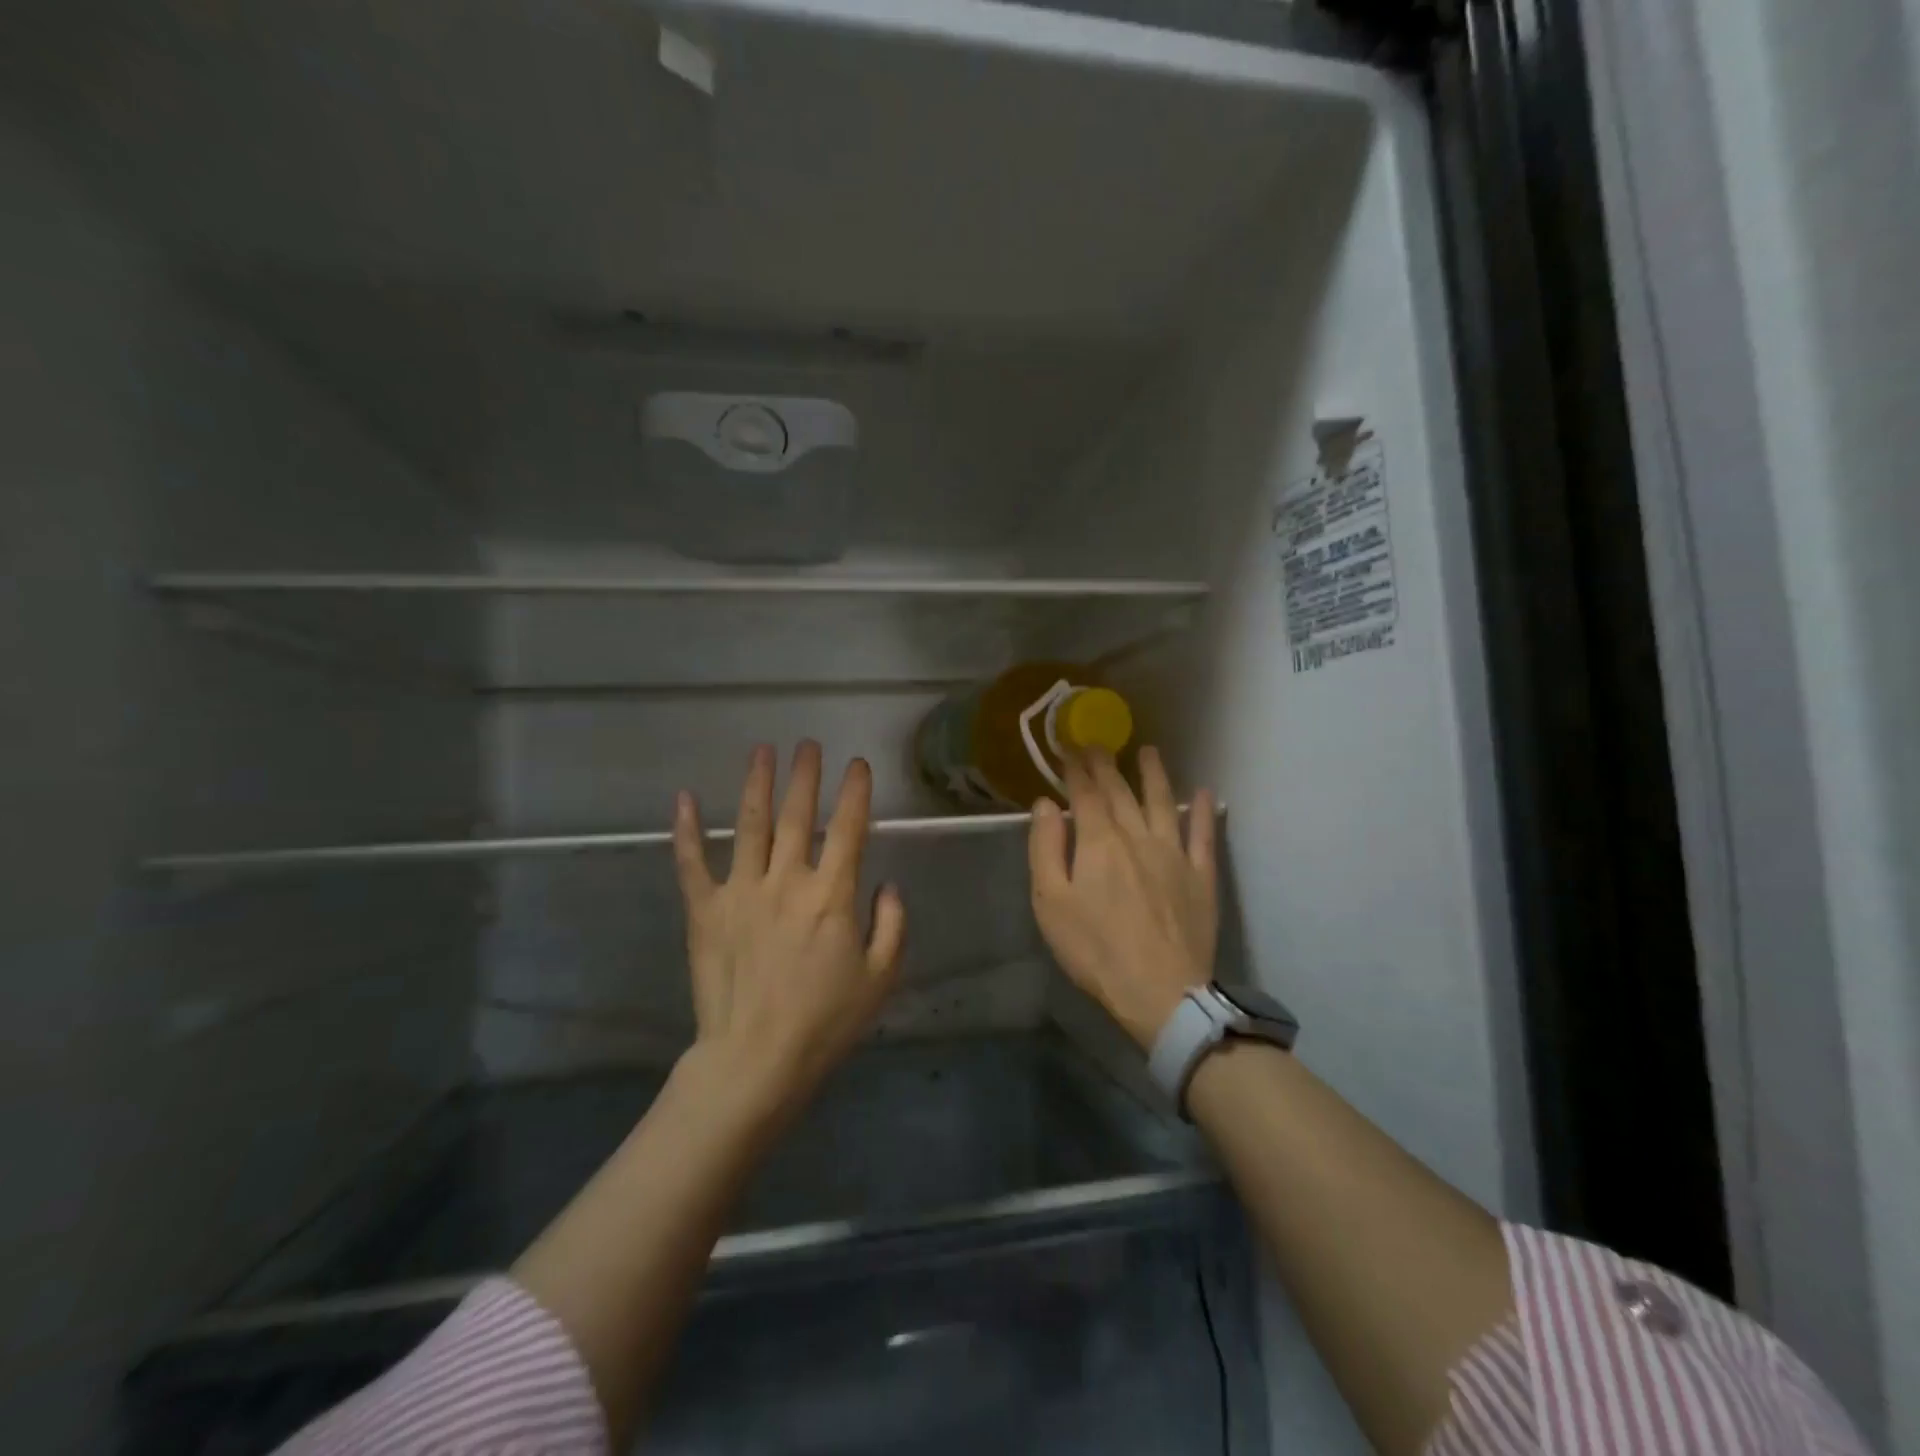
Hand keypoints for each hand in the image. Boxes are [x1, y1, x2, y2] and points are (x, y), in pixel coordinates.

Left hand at [672, 742, 905, 1117]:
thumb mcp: (881, 978)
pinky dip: (686, 830)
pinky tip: (684, 797)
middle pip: (797, 815)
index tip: (857, 763)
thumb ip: (891, 924)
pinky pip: (692, 863)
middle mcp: (786, 881)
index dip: (855, 792)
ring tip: (762, 750)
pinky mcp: (705, 911)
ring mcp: (741, 892)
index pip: (848, 828)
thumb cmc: (825, 1022)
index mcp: (831, 895)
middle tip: (808, 745)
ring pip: (749, 825)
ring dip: (757, 784)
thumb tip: (887, 884)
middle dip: (805, 775)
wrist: (755, 1061)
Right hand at [1029, 746, 1216, 1049]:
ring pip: (1163, 802)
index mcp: (1099, 842)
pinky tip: (1205, 793)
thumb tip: (1046, 804)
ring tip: (1149, 751)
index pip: (1085, 793)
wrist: (1160, 992)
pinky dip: (1204, 812)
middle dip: (1106, 764)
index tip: (1068, 747)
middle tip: (1098, 743)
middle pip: (1121, 791)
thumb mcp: (1051, 903)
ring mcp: (1174, 853)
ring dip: (1154, 774)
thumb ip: (1046, 848)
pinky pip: (1204, 835)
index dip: (1075, 769)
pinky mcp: (1201, 876)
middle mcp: (1138, 836)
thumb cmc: (1095, 950)